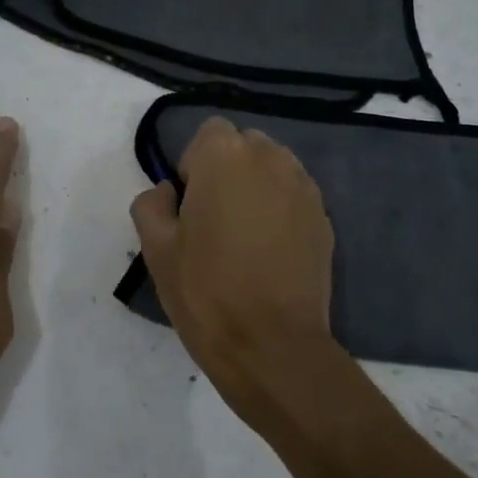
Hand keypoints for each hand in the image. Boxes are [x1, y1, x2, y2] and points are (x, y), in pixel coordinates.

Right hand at [130, 117, 360, 439]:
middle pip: (245, 145)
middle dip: (228, 169)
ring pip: (274, 168)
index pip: (209, 133)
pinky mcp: (325, 218)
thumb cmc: (206, 291)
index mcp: (225, 157)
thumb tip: (168, 192)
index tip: (189, 204)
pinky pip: (295, 196)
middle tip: (214, 218)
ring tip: (245, 234)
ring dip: (257, 186)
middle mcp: (271, 159)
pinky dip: (281, 210)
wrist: (272, 344)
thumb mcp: (156, 248)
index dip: (194, 164)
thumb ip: (152, 204)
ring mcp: (304, 188)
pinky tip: (271, 251)